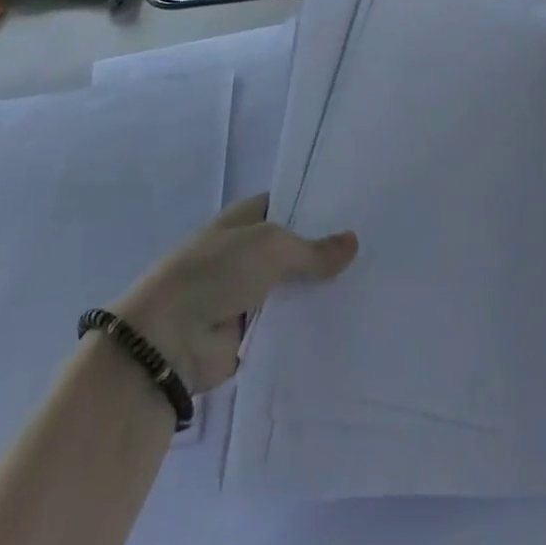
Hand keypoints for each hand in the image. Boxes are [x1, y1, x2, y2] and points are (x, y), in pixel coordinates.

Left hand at [110, 195, 357, 393]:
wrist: (168, 339)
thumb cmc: (216, 273)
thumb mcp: (271, 246)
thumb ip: (314, 248)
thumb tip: (352, 242)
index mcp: (244, 221)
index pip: (287, 205)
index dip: (318, 208)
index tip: (358, 211)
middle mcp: (247, 253)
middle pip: (295, 250)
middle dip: (327, 253)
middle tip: (376, 250)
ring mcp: (249, 294)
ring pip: (295, 288)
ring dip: (321, 291)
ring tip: (373, 287)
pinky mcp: (251, 333)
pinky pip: (288, 324)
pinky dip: (310, 325)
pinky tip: (349, 321)